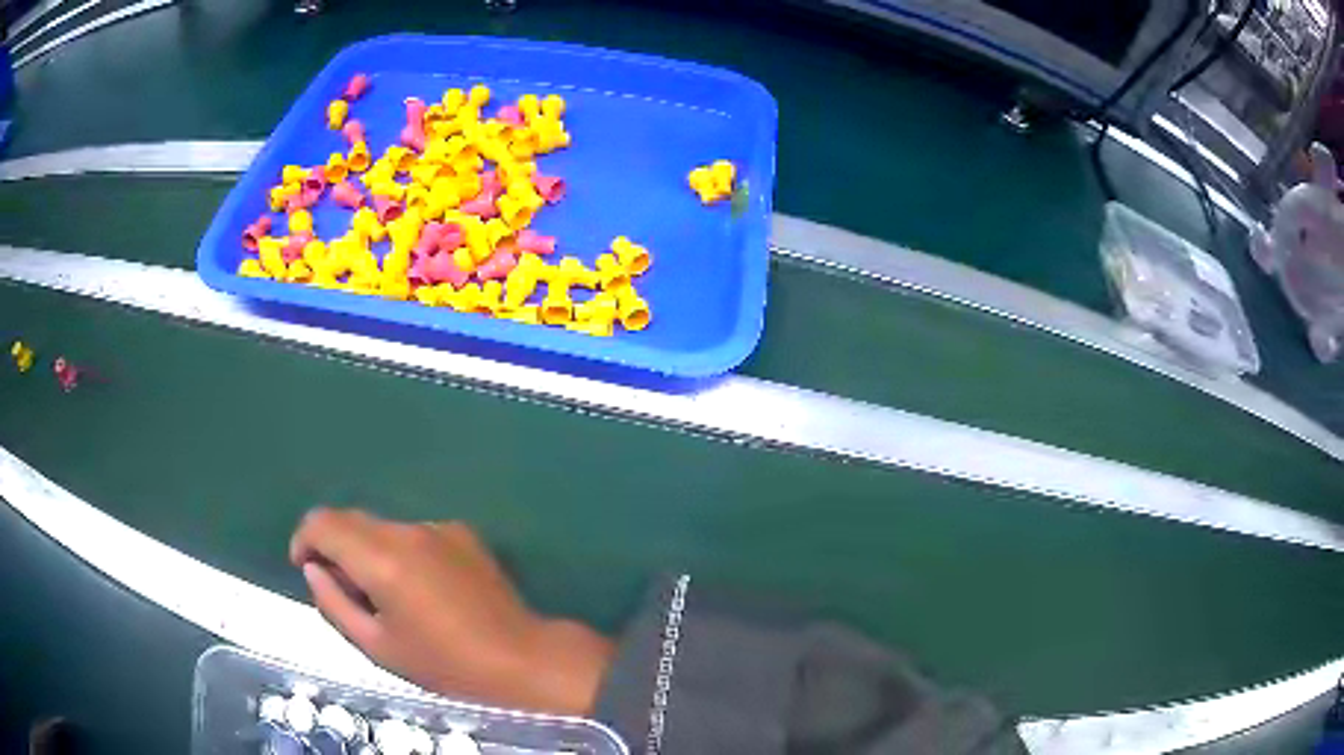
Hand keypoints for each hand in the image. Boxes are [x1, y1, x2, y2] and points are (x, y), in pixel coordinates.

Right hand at [290, 508, 613, 714]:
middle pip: (351, 519)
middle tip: (344, 590)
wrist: (520, 658)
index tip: (305, 567)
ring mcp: (439, 527)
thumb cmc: (445, 663)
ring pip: (383, 527)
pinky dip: (401, 552)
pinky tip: (421, 590)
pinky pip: (414, 535)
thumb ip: (334, 603)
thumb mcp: (378, 646)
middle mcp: (408, 531)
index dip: (304, 539)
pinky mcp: (463, 533)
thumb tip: (314, 570)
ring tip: (387, 596)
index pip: (323, 522)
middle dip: (334, 546)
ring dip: (369, 550)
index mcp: (382, 558)